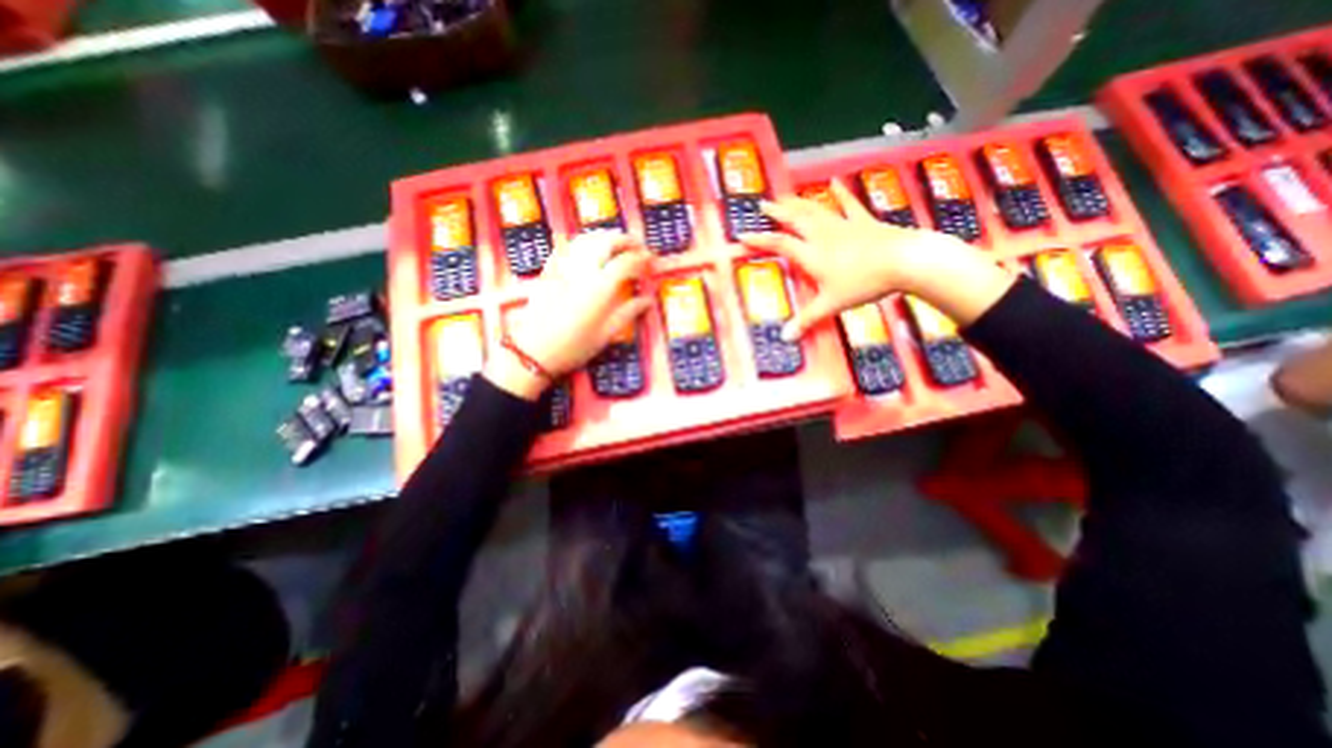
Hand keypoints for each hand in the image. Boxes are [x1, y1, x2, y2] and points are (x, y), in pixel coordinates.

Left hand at [488, 232, 653, 398]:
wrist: (534, 351)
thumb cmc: (574, 347)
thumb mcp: (606, 334)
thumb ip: (628, 312)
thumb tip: (647, 301)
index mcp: (600, 287)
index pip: (626, 262)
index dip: (642, 258)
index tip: (651, 260)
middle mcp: (583, 270)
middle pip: (606, 241)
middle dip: (625, 240)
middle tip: (637, 246)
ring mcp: (563, 267)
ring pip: (586, 239)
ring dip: (605, 237)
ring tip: (616, 244)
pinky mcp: (549, 270)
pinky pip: (567, 246)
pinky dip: (583, 242)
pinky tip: (589, 249)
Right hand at [739, 178, 969, 338]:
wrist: (904, 261)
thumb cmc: (863, 283)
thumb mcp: (831, 304)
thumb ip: (807, 319)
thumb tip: (785, 337)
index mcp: (811, 254)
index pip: (779, 244)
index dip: (759, 240)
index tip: (742, 234)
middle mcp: (822, 235)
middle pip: (795, 220)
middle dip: (777, 212)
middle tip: (764, 204)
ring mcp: (843, 225)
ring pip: (815, 210)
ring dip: (799, 202)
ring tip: (786, 196)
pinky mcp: (863, 221)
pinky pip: (848, 204)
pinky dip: (840, 193)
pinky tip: (834, 182)